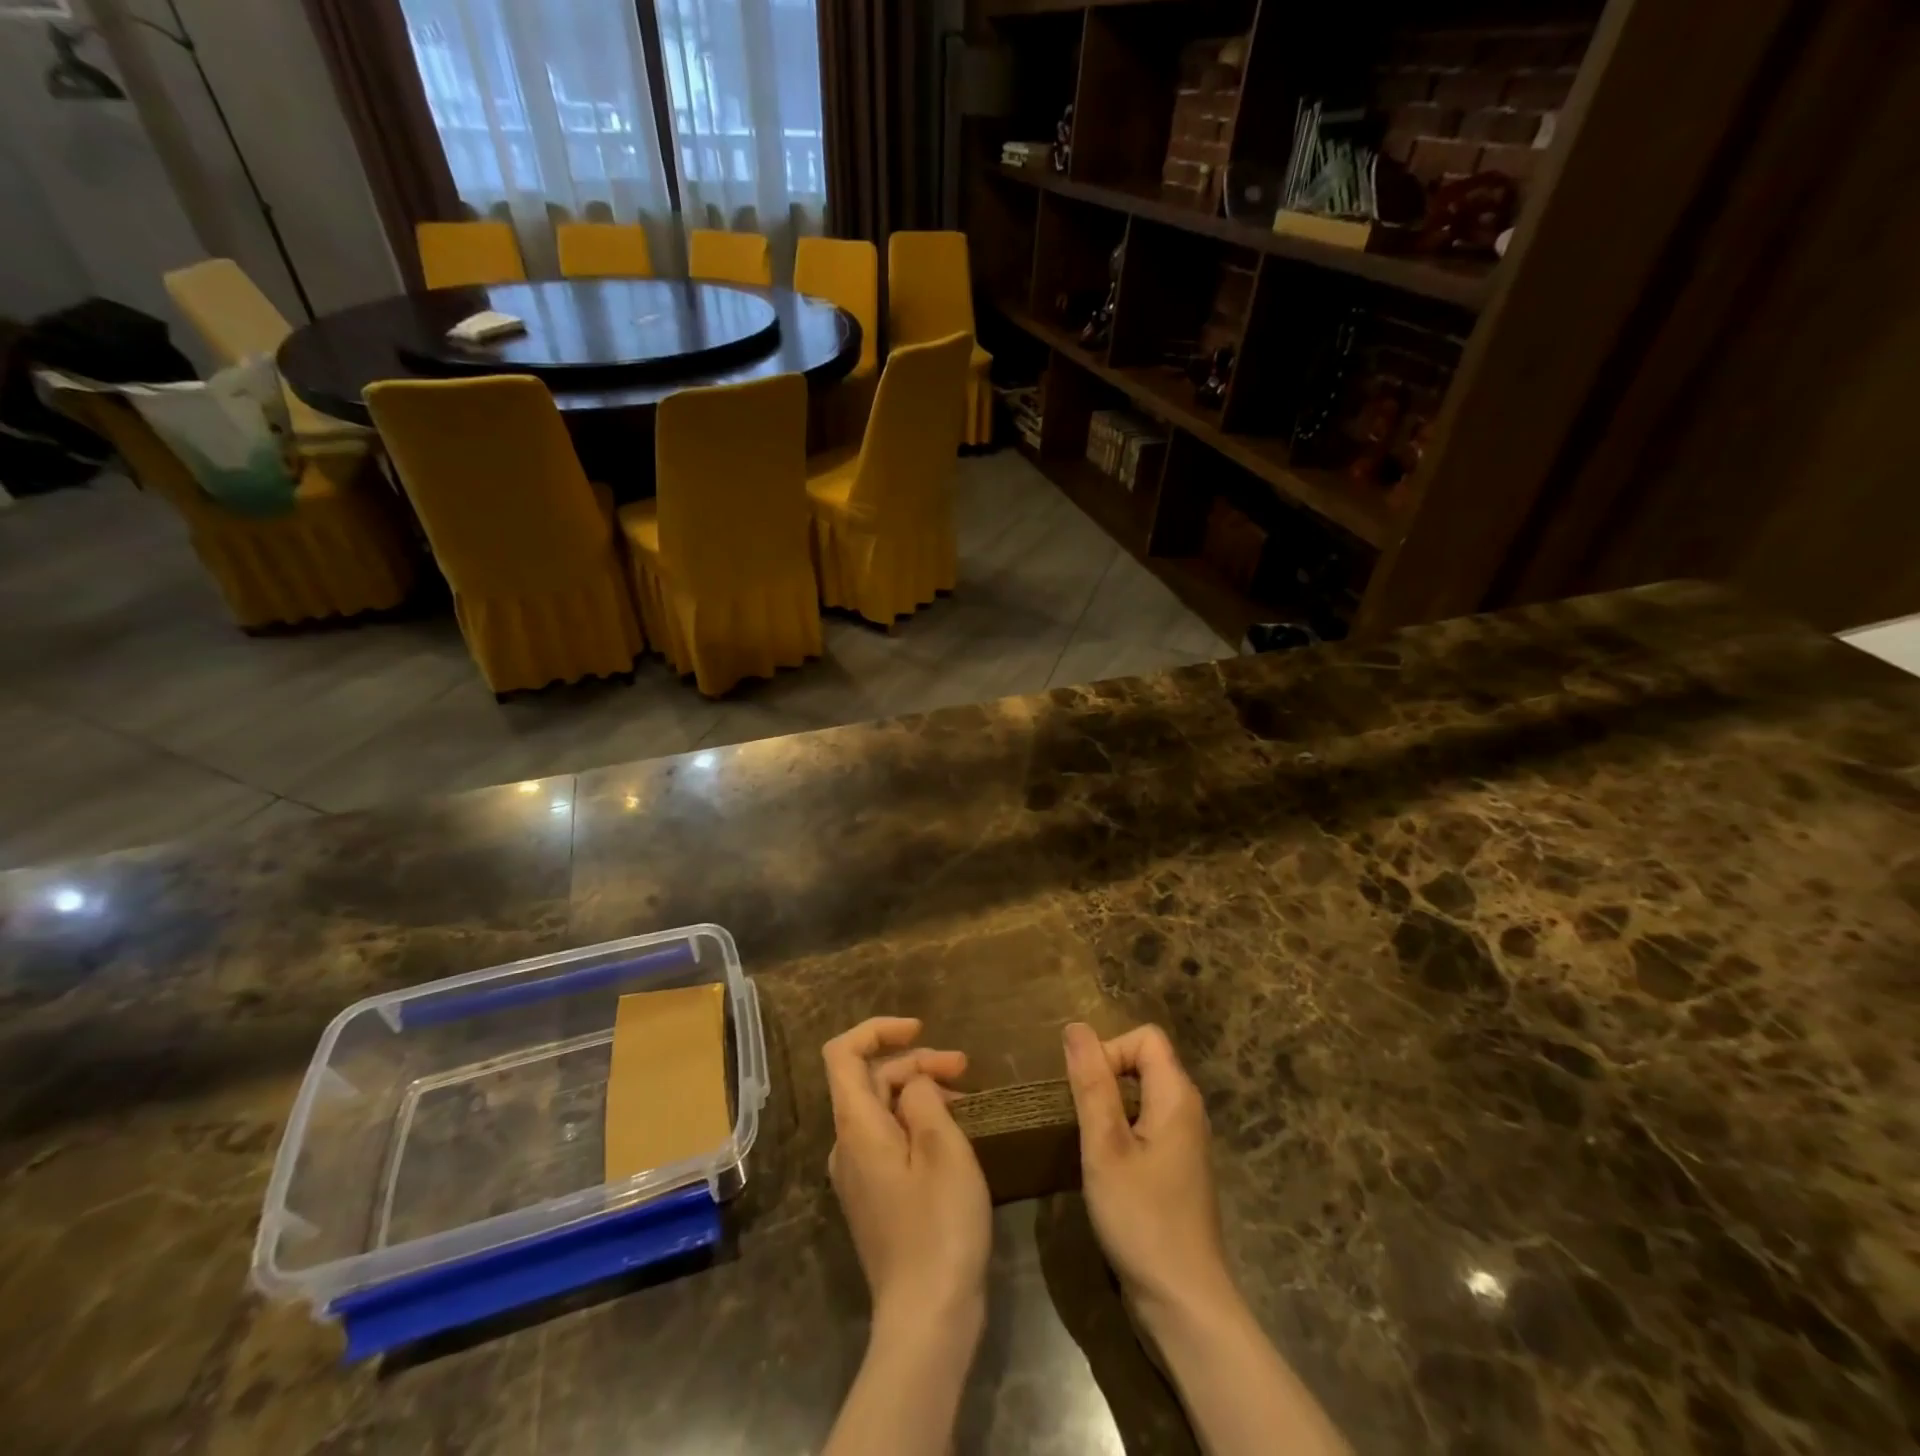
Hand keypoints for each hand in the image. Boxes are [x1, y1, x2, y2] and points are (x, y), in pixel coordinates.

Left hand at [824, 1017, 990, 1330]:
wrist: (926, 1320)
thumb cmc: (938, 1225)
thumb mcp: (942, 1147)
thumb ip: (922, 1097)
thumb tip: (912, 1084)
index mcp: (855, 1127)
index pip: (842, 1053)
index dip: (878, 1029)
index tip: (920, 1029)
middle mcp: (846, 1146)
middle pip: (871, 1080)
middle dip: (916, 1062)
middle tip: (966, 1069)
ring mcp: (858, 1175)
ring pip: (883, 1110)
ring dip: (921, 1092)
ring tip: (968, 1100)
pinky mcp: (874, 1198)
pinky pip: (889, 1140)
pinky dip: (918, 1122)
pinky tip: (953, 1135)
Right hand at [1063, 1022, 1235, 1322]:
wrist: (1184, 1304)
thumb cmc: (1142, 1219)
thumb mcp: (1105, 1147)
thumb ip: (1091, 1083)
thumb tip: (1075, 1027)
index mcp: (1177, 1096)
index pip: (1144, 1037)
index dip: (1110, 1050)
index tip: (1087, 1093)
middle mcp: (1188, 1110)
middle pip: (1144, 1061)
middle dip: (1106, 1076)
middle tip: (1081, 1118)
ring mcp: (1185, 1141)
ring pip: (1142, 1094)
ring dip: (1110, 1106)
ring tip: (1089, 1142)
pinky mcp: (1177, 1168)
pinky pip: (1146, 1124)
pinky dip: (1121, 1131)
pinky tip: (1106, 1168)